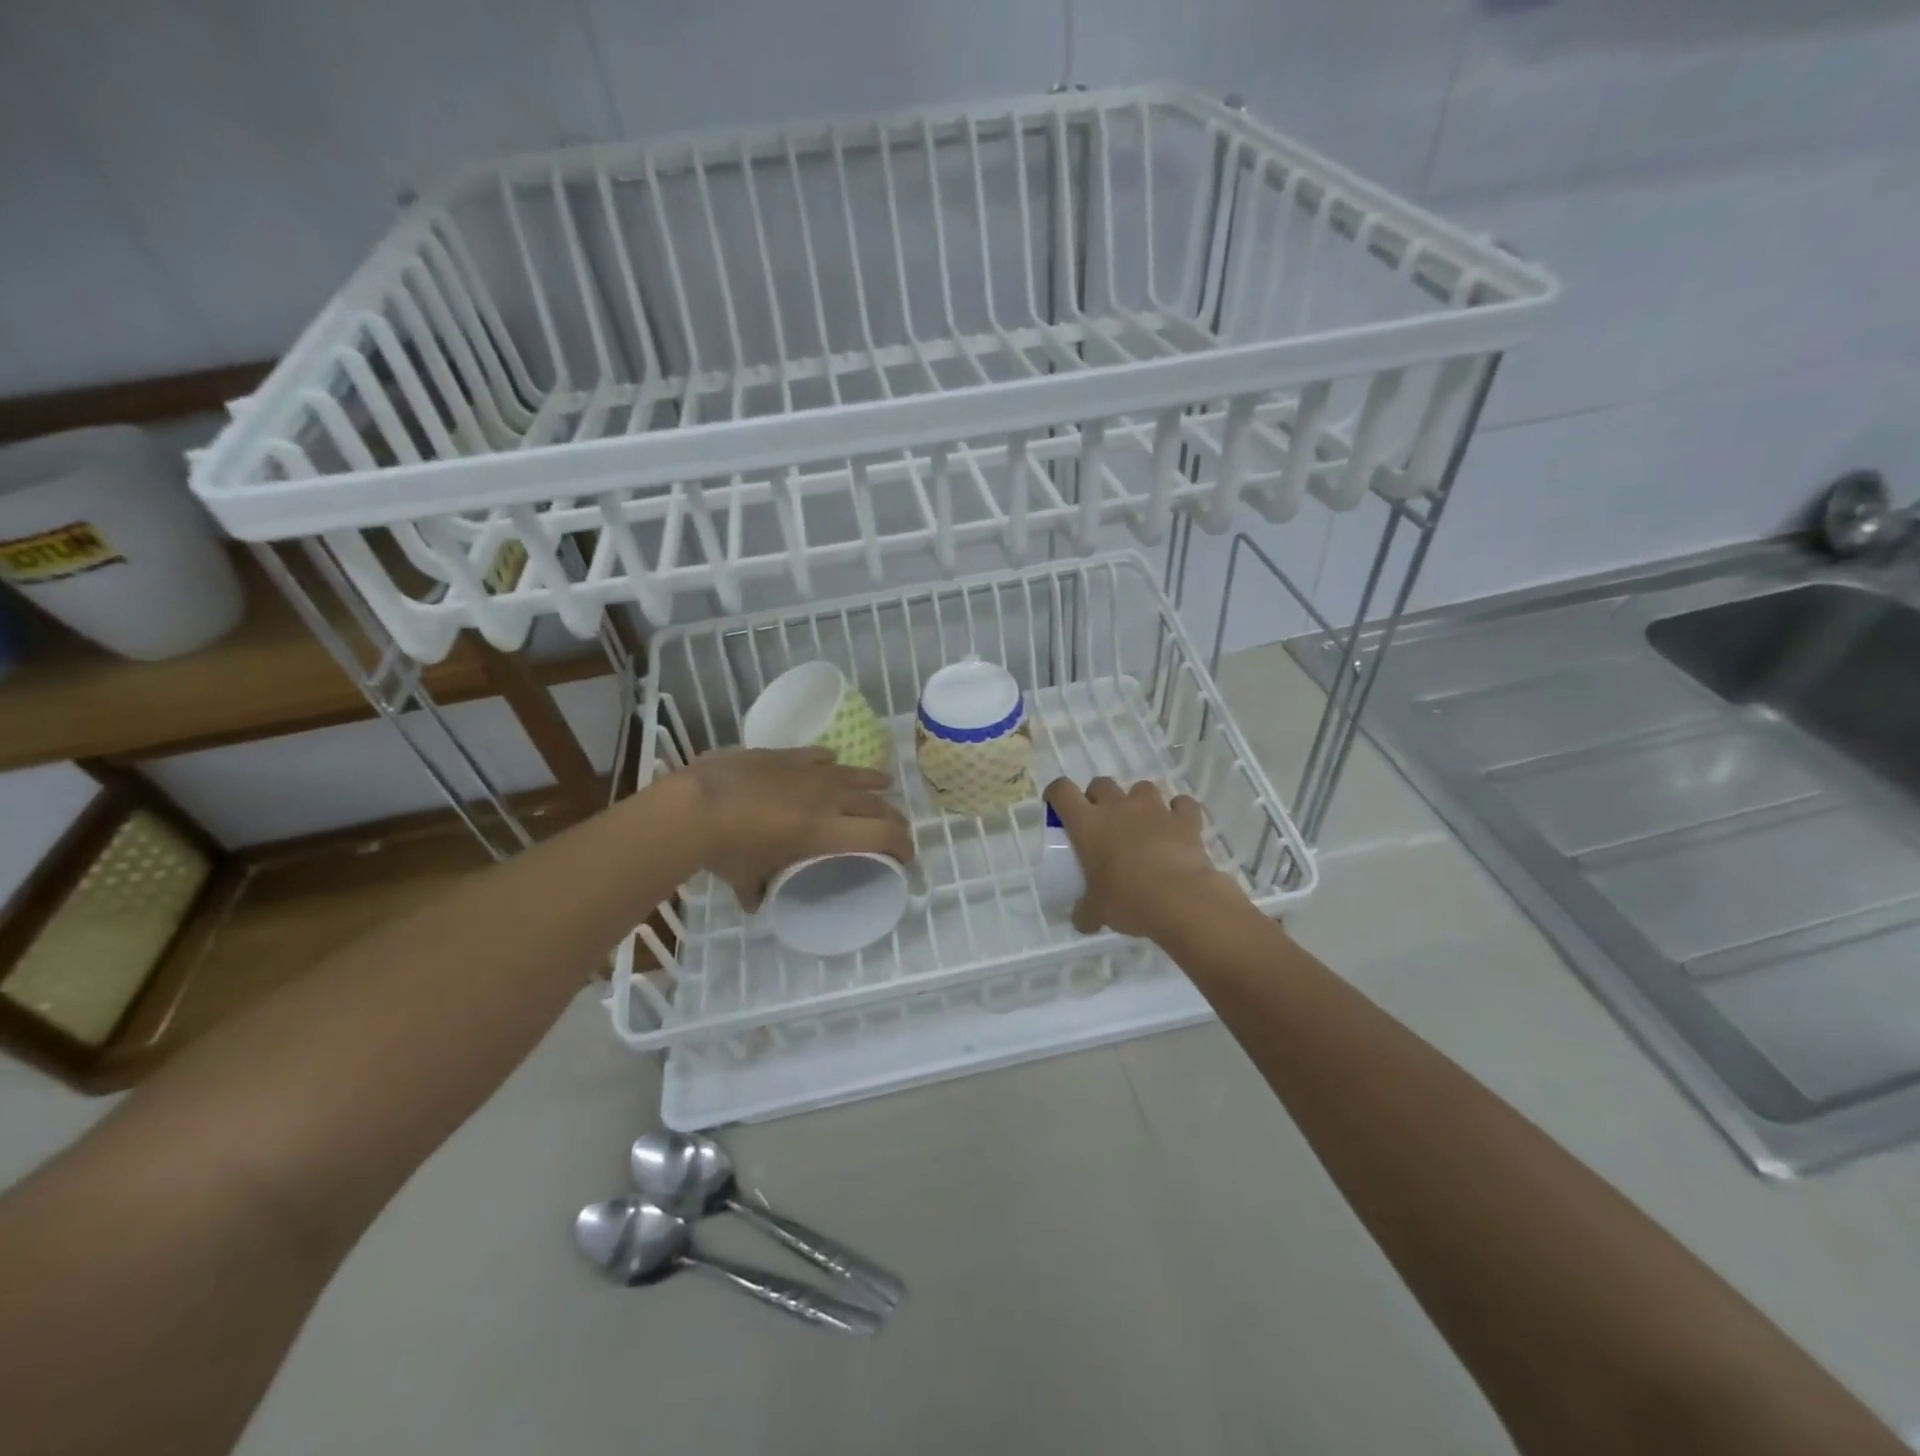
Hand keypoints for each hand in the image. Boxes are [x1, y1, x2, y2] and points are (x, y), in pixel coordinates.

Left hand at [682, 748, 913, 908]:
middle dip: (893, 819)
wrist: (695, 804)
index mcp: (827, 831)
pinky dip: (832, 764)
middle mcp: (828, 798)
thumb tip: (756, 902)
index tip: (906, 857)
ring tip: (884, 785)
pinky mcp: (786, 755)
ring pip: (855, 774)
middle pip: (876, 804)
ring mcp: (808, 772)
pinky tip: (832, 763)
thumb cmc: (727, 848)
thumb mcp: (746, 879)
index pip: (883, 835)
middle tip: (896, 829)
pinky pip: (819, 756)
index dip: (903, 846)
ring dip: (873, 783)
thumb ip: (758, 891)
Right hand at [1044, 777, 1244, 939]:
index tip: (1057, 806)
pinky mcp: (1185, 819)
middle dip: (1098, 797)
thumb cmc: (1128, 900)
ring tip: (1141, 824)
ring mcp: (1154, 809)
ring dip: (1137, 801)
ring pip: (1141, 787)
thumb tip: (1082, 921)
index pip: (1062, 791)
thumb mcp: (1097, 911)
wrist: (1181, 900)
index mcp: (1087, 824)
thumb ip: (1085, 912)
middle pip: (1101, 784)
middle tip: (1101, 822)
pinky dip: (1178, 812)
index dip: (1056, 793)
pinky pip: (1182, 804)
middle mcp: (1118, 807)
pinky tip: (1177, 826)